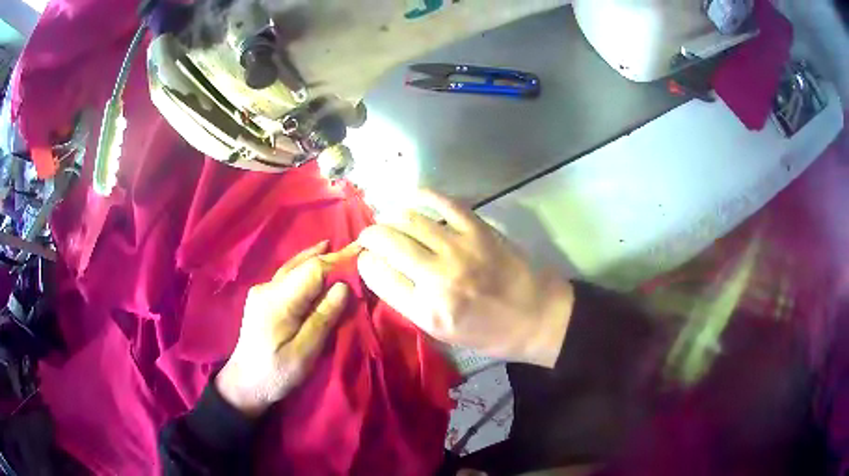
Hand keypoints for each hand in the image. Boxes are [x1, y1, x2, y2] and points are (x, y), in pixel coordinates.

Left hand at [216, 241, 348, 415]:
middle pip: (302, 265)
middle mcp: (267, 289)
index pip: (311, 271)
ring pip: (293, 268)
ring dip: (316, 259)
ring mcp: (262, 292)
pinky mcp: (262, 298)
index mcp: (277, 301)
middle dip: (329, 257)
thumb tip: (343, 287)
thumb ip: (322, 318)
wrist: (244, 384)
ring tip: (336, 247)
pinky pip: (288, 276)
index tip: (361, 253)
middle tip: (356, 249)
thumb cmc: (276, 373)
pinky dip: (305, 269)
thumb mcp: (304, 353)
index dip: (337, 261)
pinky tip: (313, 263)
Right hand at [356, 191, 573, 366]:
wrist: (537, 317)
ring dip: (390, 216)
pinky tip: (412, 198)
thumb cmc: (490, 333)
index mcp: (426, 310)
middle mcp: (437, 277)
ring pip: (409, 219)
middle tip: (369, 236)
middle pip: (387, 241)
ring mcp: (459, 248)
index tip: (365, 259)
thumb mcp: (442, 333)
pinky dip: (422, 195)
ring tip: (389, 221)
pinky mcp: (478, 229)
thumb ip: (409, 303)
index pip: (377, 274)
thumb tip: (383, 271)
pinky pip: (443, 202)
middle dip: (369, 235)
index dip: (364, 262)